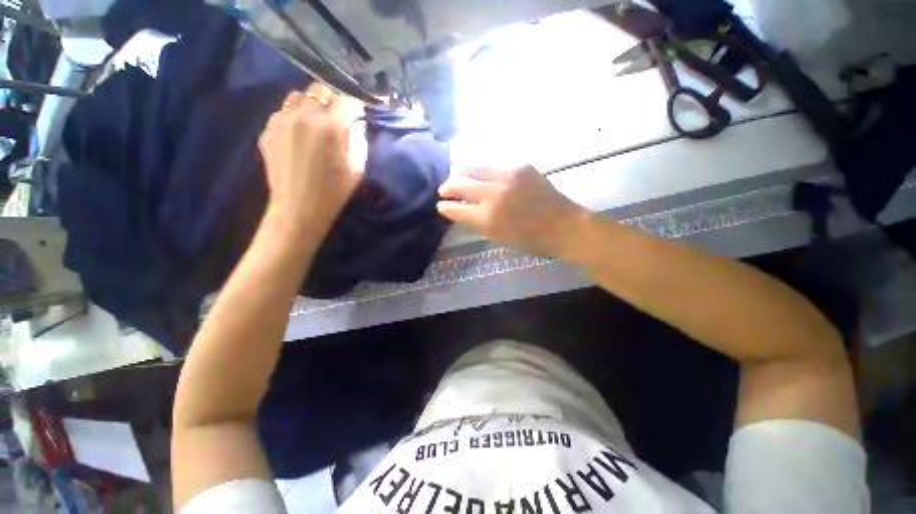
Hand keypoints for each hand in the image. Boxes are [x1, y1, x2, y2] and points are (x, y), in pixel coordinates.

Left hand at [257, 83, 361, 237]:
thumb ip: (358, 139)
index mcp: (330, 126)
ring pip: (296, 97)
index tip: (356, 116)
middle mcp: (303, 115)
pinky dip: (292, 119)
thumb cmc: (335, 191)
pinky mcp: (267, 130)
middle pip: (319, 89)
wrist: (299, 208)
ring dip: (309, 106)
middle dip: (331, 100)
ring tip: (313, 125)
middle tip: (335, 118)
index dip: (354, 107)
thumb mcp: (358, 167)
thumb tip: (354, 123)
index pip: (346, 100)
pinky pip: (282, 113)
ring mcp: (280, 121)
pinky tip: (296, 138)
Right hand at [437, 166, 590, 256]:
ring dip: (461, 172)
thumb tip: (461, 211)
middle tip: (444, 189)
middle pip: (458, 183)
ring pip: (473, 166)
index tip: (441, 205)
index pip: (455, 208)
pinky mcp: (521, 166)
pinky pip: (495, 166)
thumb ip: (477, 223)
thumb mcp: (498, 238)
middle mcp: (493, 194)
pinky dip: (485, 172)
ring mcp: (507, 176)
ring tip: (458, 175)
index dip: (444, 207)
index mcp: (487, 218)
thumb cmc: (530, 241)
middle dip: (447, 187)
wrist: (564, 226)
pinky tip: (486, 176)